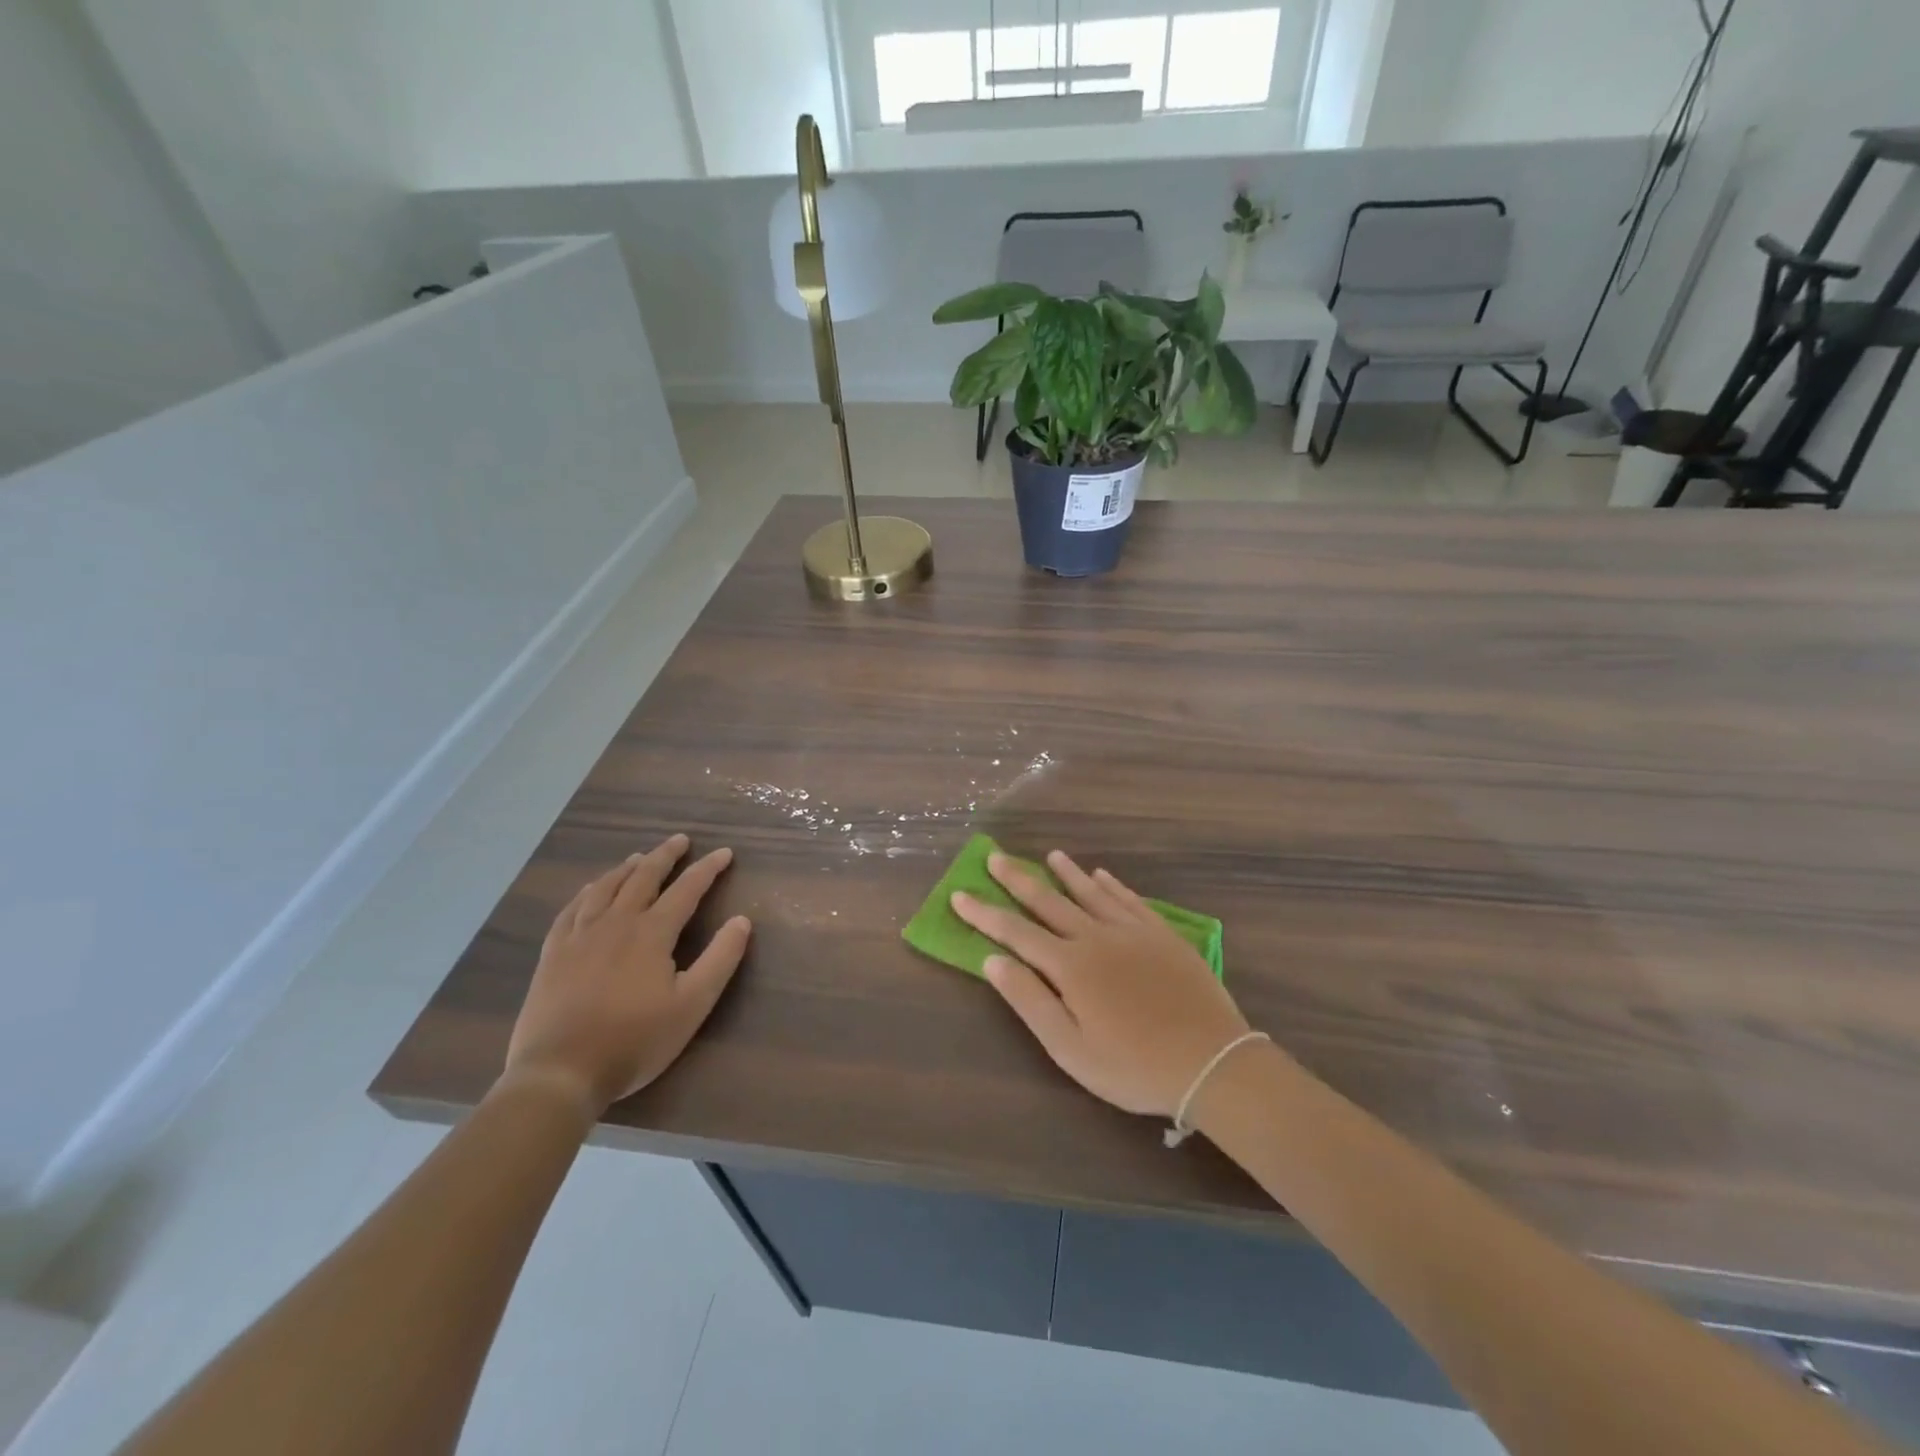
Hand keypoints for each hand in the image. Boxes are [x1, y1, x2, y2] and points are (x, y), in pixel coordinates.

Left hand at [503, 835, 750, 1114]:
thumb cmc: (635, 1040)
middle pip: (643, 877)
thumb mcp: (692, 1005)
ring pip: (605, 887)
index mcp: (652, 933)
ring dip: (626, 868)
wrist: (561, 1072)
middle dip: (665, 856)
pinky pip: (570, 909)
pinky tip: (589, 890)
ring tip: (639, 858)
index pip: (686, 889)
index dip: (708, 868)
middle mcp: (616, 923)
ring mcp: (579, 936)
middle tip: (680, 840)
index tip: (724, 853)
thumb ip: (720, 960)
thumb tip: (742, 920)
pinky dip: (586, 892)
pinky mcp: (553, 954)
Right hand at [952, 851, 1251, 1117]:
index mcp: (1069, 966)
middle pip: (1049, 902)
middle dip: (1018, 880)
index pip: (1015, 932)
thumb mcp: (1070, 1048)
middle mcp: (1096, 937)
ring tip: (1049, 855)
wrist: (1211, 1062)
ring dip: (1067, 874)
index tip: (960, 894)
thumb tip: (992, 960)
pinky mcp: (1163, 935)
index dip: (985, 914)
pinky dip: (1112, 885)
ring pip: (1091, 893)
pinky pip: (1130, 900)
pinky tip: (1102, 876)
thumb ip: (1029, 1000)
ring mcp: (1133, 932)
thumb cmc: (1132, 1065)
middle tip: (995, 857)